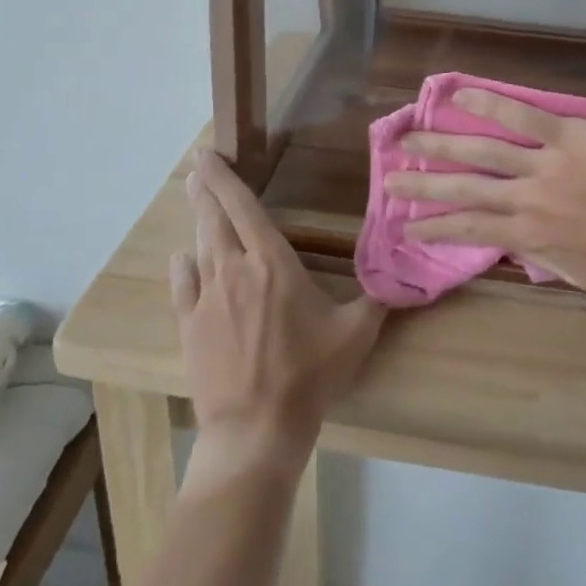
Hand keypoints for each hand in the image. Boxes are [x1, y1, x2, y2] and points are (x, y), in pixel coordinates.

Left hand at [173, 151, 384, 482]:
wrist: (256, 430)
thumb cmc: (309, 375)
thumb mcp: (354, 334)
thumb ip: (376, 298)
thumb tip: (403, 275)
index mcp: (272, 262)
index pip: (244, 208)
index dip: (224, 178)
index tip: (207, 155)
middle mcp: (235, 269)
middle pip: (214, 219)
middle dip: (204, 190)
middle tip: (195, 169)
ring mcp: (207, 298)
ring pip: (200, 247)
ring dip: (197, 220)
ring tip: (193, 199)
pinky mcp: (189, 327)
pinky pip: (182, 286)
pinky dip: (182, 267)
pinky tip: (181, 258)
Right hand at [387, 87, 585, 300]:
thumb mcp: (579, 274)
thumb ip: (542, 257)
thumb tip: (514, 246)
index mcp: (530, 235)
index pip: (470, 229)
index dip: (434, 227)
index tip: (406, 225)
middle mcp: (526, 200)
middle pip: (463, 189)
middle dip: (421, 184)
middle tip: (387, 176)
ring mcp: (544, 165)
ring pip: (481, 152)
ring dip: (440, 146)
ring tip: (408, 138)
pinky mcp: (567, 136)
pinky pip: (521, 116)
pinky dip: (488, 105)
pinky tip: (459, 96)